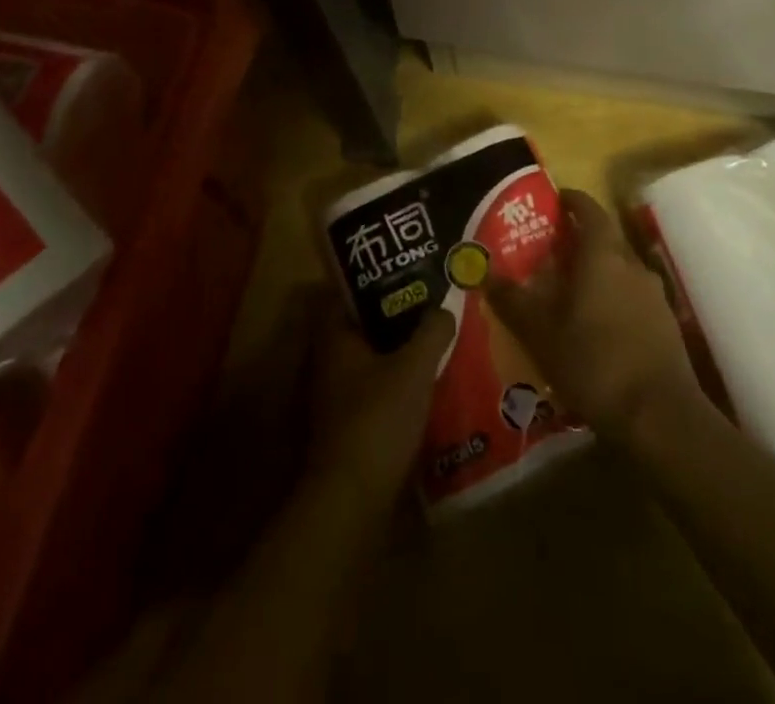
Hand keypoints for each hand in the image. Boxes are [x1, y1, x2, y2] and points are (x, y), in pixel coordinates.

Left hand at [305, 298, 453, 503]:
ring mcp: (337, 397)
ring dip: (398, 353)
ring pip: (371, 361)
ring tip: (435, 342)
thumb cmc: (378, 418)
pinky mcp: (350, 427)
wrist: (354, 499)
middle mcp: (329, 363)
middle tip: (428, 306)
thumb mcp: (414, 368)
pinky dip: (398, 384)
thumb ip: (431, 333)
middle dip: (393, 318)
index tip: (404, 274)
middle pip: (362, 328)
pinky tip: (427, 385)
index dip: (373, 282)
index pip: (346, 296)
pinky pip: (377, 391)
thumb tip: (445, 308)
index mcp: (335, 339)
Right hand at [487, 189, 701, 442]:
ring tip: (570, 294)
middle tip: (550, 252)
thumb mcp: (540, 333)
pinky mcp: (666, 326)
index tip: (555, 200)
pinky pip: (633, 299)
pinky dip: (613, 302)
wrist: (660, 417)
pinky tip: (597, 329)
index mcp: (602, 256)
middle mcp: (631, 265)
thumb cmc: (593, 362)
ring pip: (620, 271)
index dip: (572, 200)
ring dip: (597, 274)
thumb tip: (486, 274)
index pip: (589, 210)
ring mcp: (654, 296)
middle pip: (605, 240)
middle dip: (579, 241)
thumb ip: (513, 301)